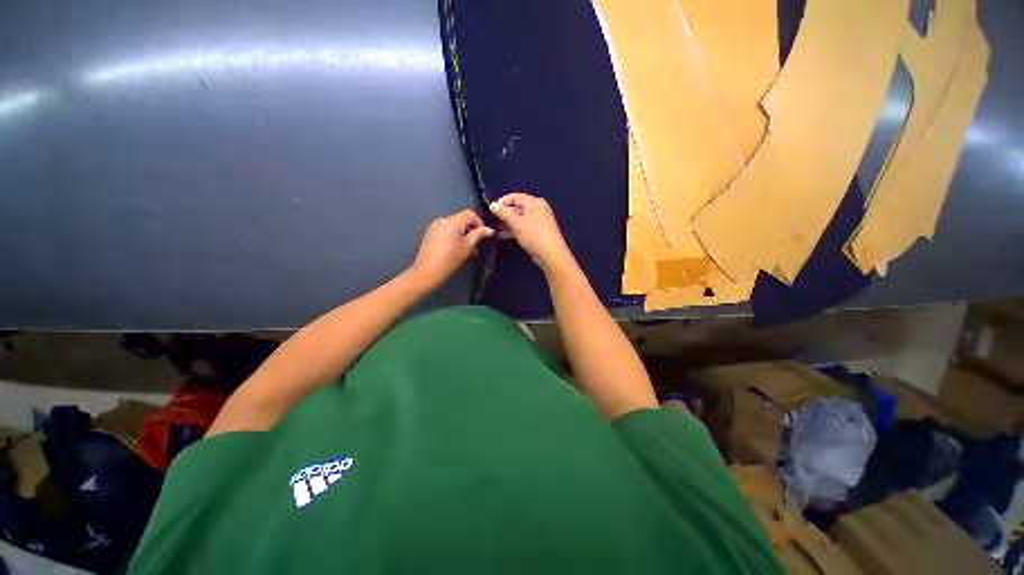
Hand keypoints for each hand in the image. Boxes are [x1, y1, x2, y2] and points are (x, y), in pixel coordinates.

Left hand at [411, 209, 493, 286]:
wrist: (427, 271)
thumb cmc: (450, 259)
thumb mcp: (467, 247)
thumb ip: (478, 235)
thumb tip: (489, 230)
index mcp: (452, 221)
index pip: (470, 214)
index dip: (479, 222)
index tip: (483, 235)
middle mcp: (442, 220)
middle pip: (461, 220)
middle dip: (471, 231)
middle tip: (475, 246)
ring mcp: (434, 226)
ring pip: (454, 226)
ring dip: (463, 235)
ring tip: (466, 250)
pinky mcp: (430, 233)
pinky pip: (446, 231)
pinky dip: (453, 237)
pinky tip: (454, 250)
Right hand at [489, 193, 572, 272]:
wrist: (551, 255)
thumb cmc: (534, 236)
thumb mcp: (517, 223)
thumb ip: (504, 213)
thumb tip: (492, 205)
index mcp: (534, 203)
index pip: (515, 197)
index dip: (502, 202)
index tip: (491, 210)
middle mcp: (537, 209)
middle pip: (517, 207)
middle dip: (504, 214)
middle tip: (491, 221)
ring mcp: (537, 221)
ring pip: (519, 218)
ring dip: (507, 223)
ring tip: (494, 229)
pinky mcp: (536, 231)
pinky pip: (522, 226)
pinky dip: (513, 229)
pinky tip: (502, 235)